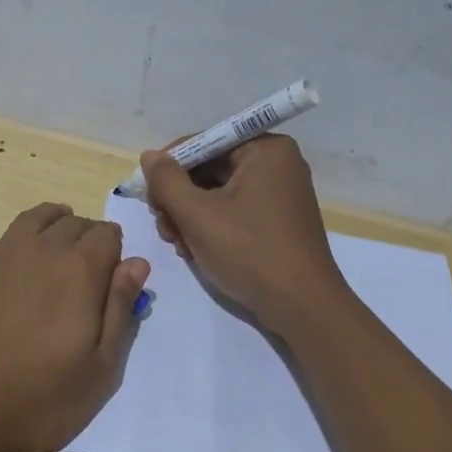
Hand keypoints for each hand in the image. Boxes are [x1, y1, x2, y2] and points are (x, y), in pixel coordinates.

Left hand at [0, 201, 150, 451]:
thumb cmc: (37, 398)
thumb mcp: (99, 369)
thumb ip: (120, 310)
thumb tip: (137, 263)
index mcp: (79, 271)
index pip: (108, 235)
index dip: (115, 250)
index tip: (113, 275)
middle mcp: (40, 251)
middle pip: (71, 224)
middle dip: (85, 235)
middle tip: (87, 261)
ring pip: (29, 220)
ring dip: (47, 219)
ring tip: (54, 223)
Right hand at [141, 136, 350, 338]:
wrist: (302, 307)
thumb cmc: (249, 252)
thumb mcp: (197, 214)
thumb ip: (167, 180)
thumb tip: (150, 155)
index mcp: (266, 150)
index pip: (203, 143)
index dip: (169, 167)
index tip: (148, 196)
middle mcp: (276, 164)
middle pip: (209, 169)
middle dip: (179, 198)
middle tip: (162, 226)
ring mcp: (279, 194)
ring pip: (218, 193)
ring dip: (190, 216)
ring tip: (177, 243)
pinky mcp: (277, 221)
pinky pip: (234, 211)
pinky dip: (211, 226)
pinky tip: (195, 250)